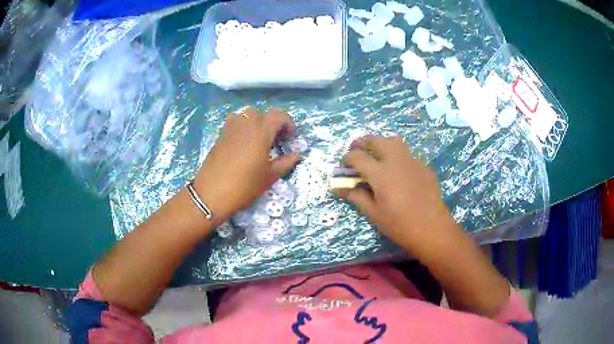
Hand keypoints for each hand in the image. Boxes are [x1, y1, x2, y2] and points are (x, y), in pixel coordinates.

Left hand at [193, 107, 299, 221]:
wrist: (211, 193)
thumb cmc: (245, 185)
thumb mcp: (270, 176)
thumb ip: (286, 162)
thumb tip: (297, 154)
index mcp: (261, 129)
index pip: (279, 115)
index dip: (288, 124)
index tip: (289, 139)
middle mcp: (246, 122)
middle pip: (263, 114)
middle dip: (272, 124)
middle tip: (275, 141)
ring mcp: (230, 126)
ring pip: (248, 116)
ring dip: (257, 124)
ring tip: (259, 141)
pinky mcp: (220, 134)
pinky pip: (236, 123)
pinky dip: (244, 128)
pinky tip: (244, 145)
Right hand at [335, 135, 453, 247]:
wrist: (431, 227)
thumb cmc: (399, 224)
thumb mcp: (373, 213)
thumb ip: (356, 196)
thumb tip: (339, 188)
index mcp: (380, 173)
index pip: (357, 157)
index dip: (347, 159)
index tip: (343, 166)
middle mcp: (396, 160)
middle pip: (375, 140)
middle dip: (362, 142)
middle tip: (357, 151)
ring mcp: (412, 161)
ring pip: (393, 142)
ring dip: (380, 144)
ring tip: (376, 155)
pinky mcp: (423, 166)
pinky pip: (407, 154)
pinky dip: (397, 156)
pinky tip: (397, 171)